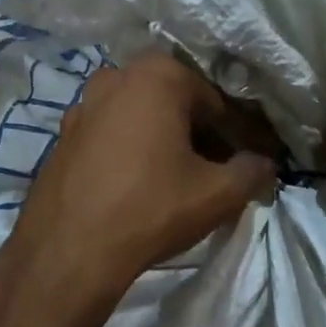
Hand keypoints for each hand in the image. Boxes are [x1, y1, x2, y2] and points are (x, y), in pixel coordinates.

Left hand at [0, 52, 276, 313]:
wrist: (69, 250)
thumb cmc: (152, 208)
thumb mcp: (218, 194)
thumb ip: (252, 172)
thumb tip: (264, 165)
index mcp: (158, 76)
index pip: (213, 101)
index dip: (231, 134)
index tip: (237, 164)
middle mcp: (115, 77)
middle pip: (173, 103)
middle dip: (194, 133)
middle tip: (208, 173)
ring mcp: (81, 106)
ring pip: (138, 118)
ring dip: (159, 141)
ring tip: (171, 182)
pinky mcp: (61, 137)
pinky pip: (108, 136)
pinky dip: (127, 152)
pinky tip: (133, 188)